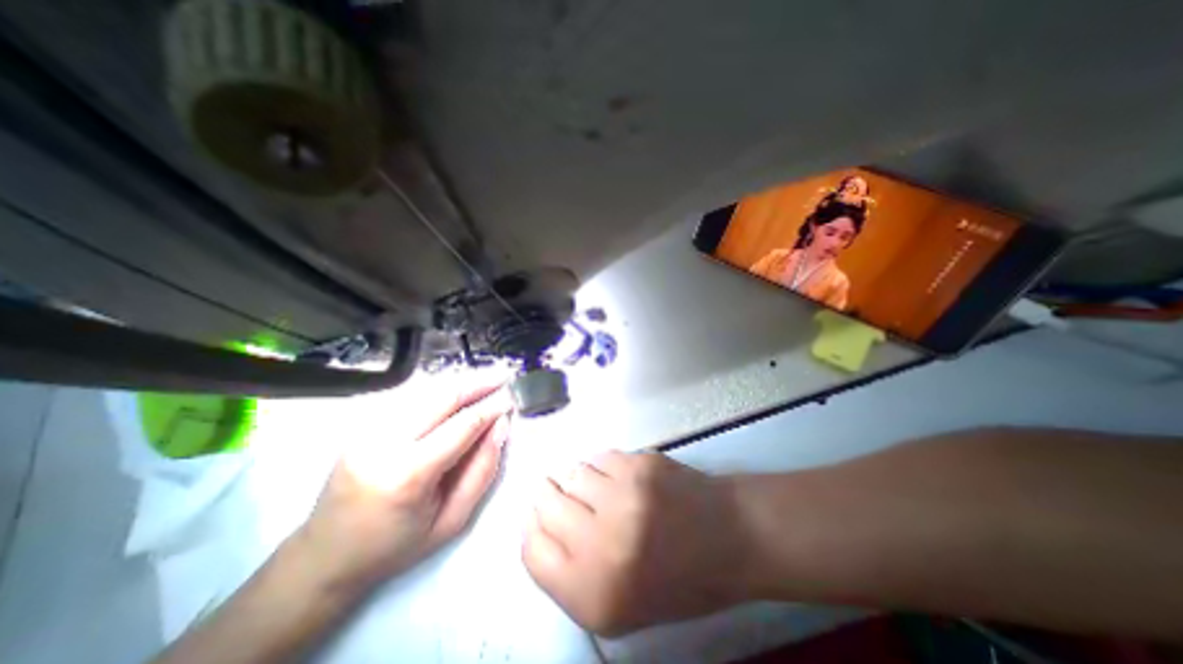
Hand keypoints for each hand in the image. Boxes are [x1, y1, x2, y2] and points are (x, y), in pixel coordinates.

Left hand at [291, 379, 514, 595]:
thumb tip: (501, 426)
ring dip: (459, 382)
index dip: (491, 407)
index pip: (462, 425)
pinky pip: (407, 397)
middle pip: (441, 397)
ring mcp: (365, 430)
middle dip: (478, 383)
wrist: (324, 557)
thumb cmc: (395, 546)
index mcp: (407, 474)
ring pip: (424, 390)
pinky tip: (455, 390)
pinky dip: (437, 389)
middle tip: (503, 376)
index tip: (512, 397)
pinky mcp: (360, 425)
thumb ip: (482, 470)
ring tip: (486, 379)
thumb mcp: (452, 520)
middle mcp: (382, 443)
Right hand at [523, 452, 751, 631]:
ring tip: (599, 488)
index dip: (532, 529)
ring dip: (578, 479)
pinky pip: (600, 457)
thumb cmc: (676, 580)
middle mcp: (602, 543)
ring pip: (572, 473)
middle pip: (546, 504)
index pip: (532, 551)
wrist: (731, 537)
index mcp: (593, 593)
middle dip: (548, 496)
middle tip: (558, 492)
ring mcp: (623, 496)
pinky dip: (603, 466)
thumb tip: (542, 526)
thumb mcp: (620, 606)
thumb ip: (572, 574)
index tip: (538, 518)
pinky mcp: (640, 464)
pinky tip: (621, 477)